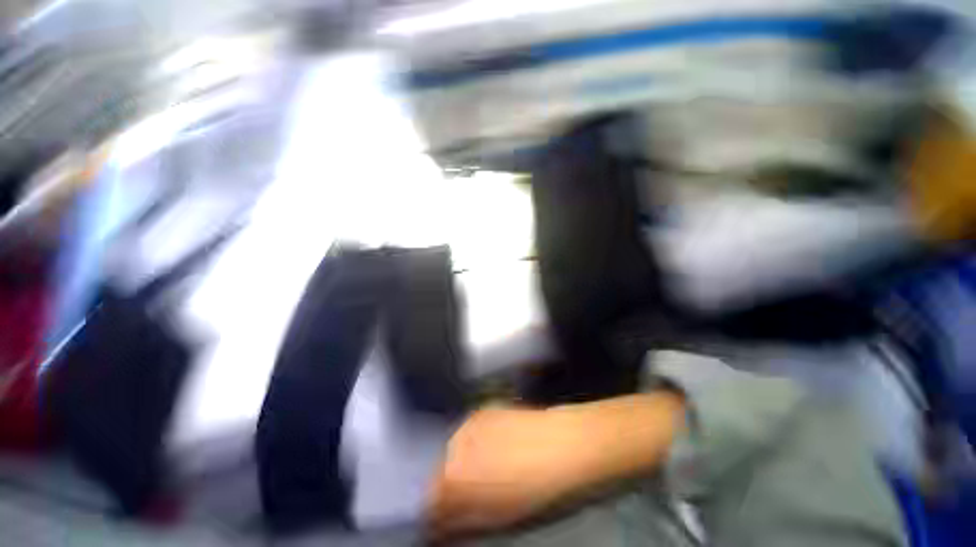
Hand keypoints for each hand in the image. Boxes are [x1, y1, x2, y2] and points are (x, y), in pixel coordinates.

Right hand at [426, 406, 583, 538]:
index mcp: (453, 477)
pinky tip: (494, 447)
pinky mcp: (482, 409)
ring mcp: (468, 422)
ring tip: (486, 468)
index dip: (439, 511)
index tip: (447, 518)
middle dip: (450, 484)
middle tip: (473, 492)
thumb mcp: (496, 517)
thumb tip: (438, 524)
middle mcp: (453, 445)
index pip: (430, 499)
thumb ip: (460, 520)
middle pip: (440, 471)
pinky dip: (474, 442)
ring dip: (462, 461)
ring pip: (453, 449)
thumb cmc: (534, 490)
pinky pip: (468, 432)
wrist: (564, 444)